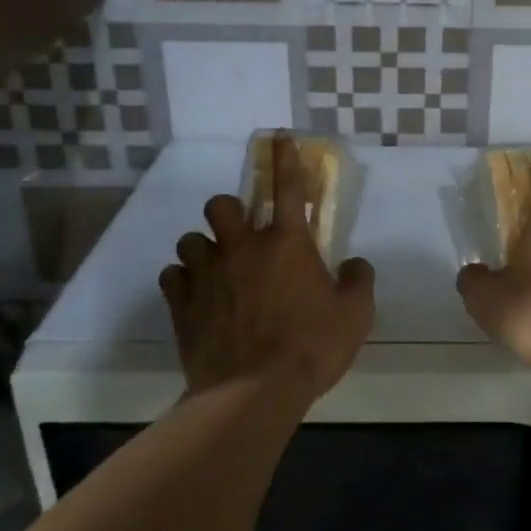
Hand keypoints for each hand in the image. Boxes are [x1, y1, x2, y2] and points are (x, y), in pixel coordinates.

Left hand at [159, 135, 374, 402]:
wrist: (254, 392)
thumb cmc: (312, 346)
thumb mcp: (356, 314)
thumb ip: (358, 280)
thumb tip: (354, 264)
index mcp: (287, 243)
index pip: (287, 187)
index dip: (284, 159)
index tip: (279, 139)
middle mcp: (243, 247)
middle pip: (221, 205)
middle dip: (228, 212)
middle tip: (240, 235)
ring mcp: (207, 274)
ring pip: (190, 240)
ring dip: (203, 248)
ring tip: (214, 269)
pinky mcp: (181, 304)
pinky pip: (172, 276)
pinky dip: (183, 281)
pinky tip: (195, 296)